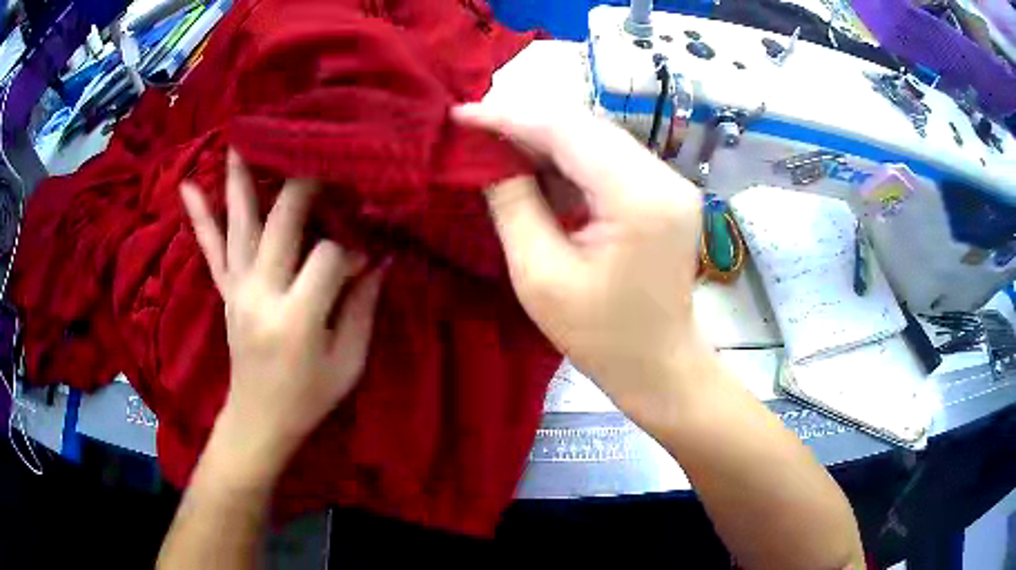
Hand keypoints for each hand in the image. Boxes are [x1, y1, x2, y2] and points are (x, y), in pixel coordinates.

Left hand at [180, 150, 385, 478]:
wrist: (259, 421)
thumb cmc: (309, 398)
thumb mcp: (348, 361)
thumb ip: (363, 306)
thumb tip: (380, 258)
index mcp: (296, 317)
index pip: (327, 257)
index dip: (351, 250)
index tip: (365, 261)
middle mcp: (260, 294)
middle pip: (281, 222)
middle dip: (304, 182)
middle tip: (319, 146)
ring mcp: (237, 289)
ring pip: (239, 224)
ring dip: (240, 178)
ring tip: (241, 136)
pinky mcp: (225, 292)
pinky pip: (210, 249)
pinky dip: (199, 217)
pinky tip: (185, 187)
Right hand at [453, 103, 706, 423]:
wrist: (659, 363)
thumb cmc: (600, 336)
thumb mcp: (541, 276)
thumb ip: (513, 204)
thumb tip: (488, 158)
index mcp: (639, 199)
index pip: (567, 132)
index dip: (509, 117)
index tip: (462, 114)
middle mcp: (664, 178)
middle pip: (585, 127)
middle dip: (526, 123)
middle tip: (475, 129)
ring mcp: (670, 182)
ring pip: (597, 137)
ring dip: (546, 138)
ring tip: (497, 146)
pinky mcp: (665, 191)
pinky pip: (610, 158)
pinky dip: (570, 158)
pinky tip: (537, 168)